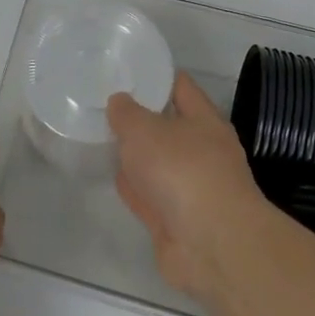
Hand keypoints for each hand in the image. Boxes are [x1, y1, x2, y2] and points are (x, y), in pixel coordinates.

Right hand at [108, 73, 268, 300]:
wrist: (210, 245)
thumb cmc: (182, 170)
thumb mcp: (144, 129)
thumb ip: (126, 113)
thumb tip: (119, 101)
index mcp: (205, 121)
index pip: (181, 88)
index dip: (157, 76)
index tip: (129, 70)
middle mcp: (202, 151)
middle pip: (168, 127)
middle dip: (141, 118)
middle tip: (106, 106)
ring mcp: (191, 189)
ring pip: (158, 164)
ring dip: (137, 156)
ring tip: (104, 138)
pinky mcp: (176, 221)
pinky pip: (150, 196)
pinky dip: (134, 188)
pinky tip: (114, 178)